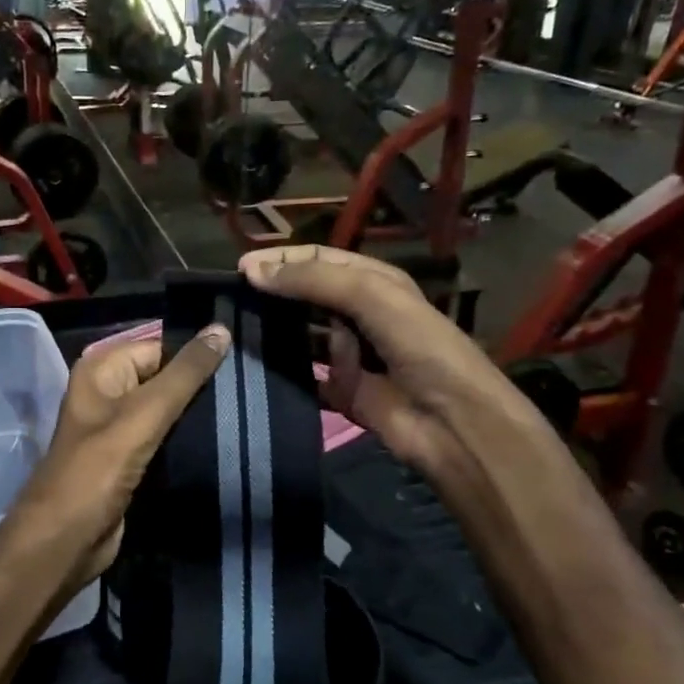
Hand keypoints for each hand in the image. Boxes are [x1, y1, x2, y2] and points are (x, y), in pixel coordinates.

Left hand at [8, 326, 231, 596]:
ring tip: (246, 413)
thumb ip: (185, 374)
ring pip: (170, 411)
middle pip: (166, 377)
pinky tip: (226, 440)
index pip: (161, 346)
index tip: (243, 360)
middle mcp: (109, 392)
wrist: (67, 541)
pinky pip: (168, 439)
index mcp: (103, 369)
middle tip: (251, 389)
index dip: (198, 353)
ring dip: (201, 415)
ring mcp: (120, 428)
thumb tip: (221, 328)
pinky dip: (191, 440)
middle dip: (203, 385)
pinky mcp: (132, 459)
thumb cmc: (98, 470)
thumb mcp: (144, 414)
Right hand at [240, 245, 525, 481]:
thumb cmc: (420, 347)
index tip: (239, 267)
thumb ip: (314, 281)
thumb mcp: (372, 297)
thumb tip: (252, 271)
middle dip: (274, 294)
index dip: (281, 259)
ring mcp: (350, 356)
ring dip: (276, 332)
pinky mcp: (342, 392)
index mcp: (374, 283)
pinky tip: (253, 368)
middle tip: (231, 299)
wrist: (452, 423)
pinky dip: (283, 373)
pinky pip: (305, 377)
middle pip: (308, 297)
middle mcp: (361, 315)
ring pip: (302, 336)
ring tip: (235, 329)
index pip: (319, 261)